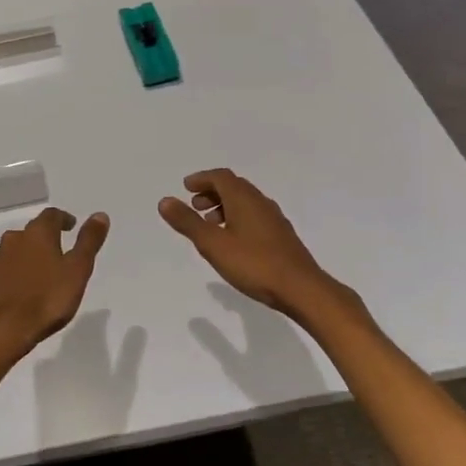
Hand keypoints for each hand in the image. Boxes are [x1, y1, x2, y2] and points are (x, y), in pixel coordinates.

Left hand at [0, 207, 109, 361]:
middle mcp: (14, 239)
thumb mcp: (77, 271)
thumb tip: (100, 214)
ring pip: (16, 250)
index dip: (63, 219)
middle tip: (59, 252)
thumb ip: (88, 242)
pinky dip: (14, 273)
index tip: (71, 226)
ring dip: (29, 256)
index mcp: (38, 234)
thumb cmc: (45, 300)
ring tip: (41, 273)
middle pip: (32, 232)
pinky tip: (21, 289)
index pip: (52, 215)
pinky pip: (4, 269)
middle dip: (46, 238)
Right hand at [159, 169, 351, 322]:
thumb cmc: (253, 264)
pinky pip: (254, 216)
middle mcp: (261, 202)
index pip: (221, 177)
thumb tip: (165, 201)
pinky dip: (237, 218)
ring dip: (225, 206)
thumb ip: (188, 222)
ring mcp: (274, 219)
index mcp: (244, 198)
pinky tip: (233, 241)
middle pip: (234, 187)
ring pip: (245, 203)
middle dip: (212, 192)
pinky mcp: (281, 236)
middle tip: (195, 205)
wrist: (301, 288)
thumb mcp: (213, 244)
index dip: (201, 179)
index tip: (186, 187)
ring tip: (210, 225)